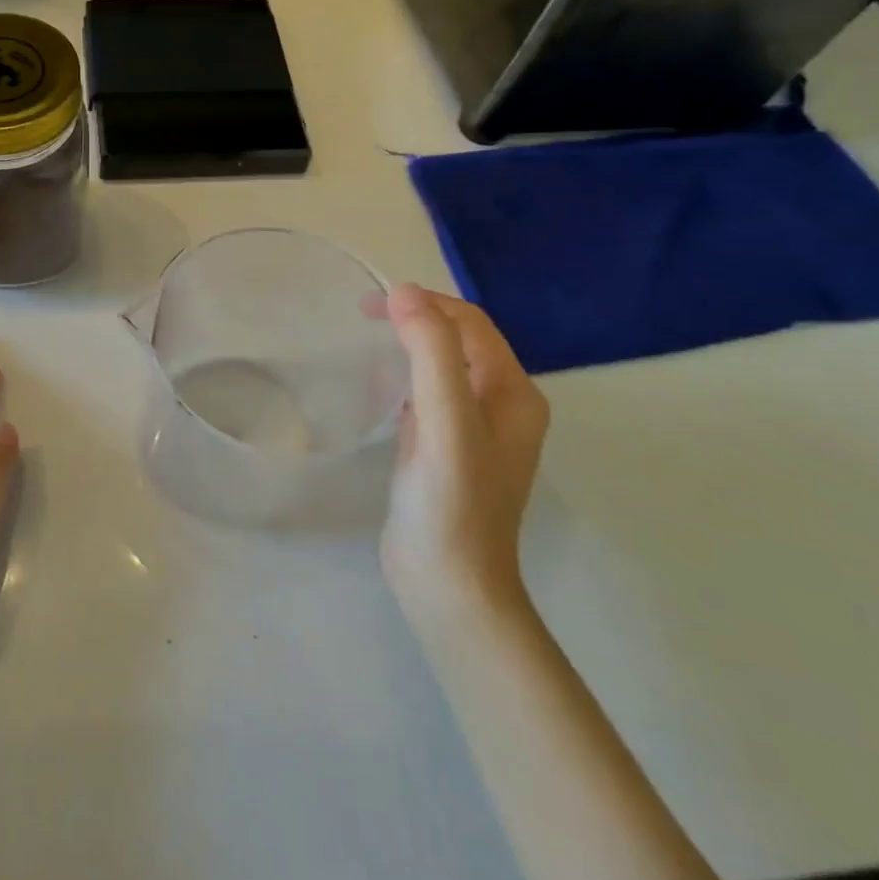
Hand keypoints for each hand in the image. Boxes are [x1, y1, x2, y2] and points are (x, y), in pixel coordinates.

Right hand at [378, 285, 549, 631]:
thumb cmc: (451, 503)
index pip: (472, 324)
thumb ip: (432, 354)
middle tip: (364, 315)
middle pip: (460, 341)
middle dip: (416, 318)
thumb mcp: (446, 421)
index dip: (425, 303)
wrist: (449, 586)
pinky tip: (377, 386)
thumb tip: (405, 293)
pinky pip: (429, 397)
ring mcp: (475, 431)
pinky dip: (405, 378)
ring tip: (368, 339)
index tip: (371, 304)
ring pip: (444, 367)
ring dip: (410, 345)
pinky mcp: (447, 451)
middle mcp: (502, 406)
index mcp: (514, 394)